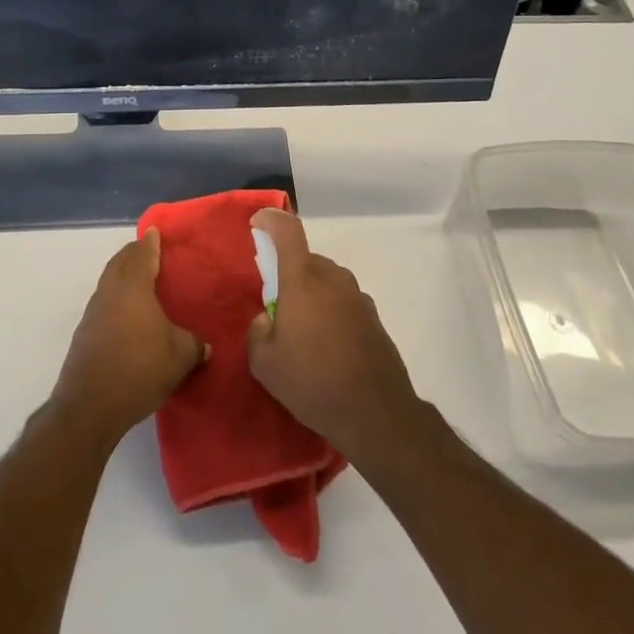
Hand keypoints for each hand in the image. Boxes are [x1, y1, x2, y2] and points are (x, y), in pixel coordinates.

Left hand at [52, 230, 207, 446]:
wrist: (90, 406)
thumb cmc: (139, 369)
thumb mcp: (180, 356)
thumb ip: (194, 344)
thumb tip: (205, 345)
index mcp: (133, 287)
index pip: (142, 254)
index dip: (151, 242)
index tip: (156, 232)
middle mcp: (109, 292)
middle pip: (119, 262)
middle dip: (133, 254)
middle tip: (150, 252)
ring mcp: (93, 313)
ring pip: (108, 282)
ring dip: (122, 276)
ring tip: (141, 283)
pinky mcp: (84, 334)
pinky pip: (103, 304)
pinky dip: (116, 300)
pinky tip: (128, 317)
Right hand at [246, 209, 421, 464]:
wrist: (375, 413)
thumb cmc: (312, 382)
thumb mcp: (264, 363)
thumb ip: (257, 330)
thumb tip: (268, 318)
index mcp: (303, 280)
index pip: (287, 230)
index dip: (270, 220)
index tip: (257, 225)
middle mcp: (332, 278)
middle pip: (305, 259)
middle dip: (288, 273)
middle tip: (276, 306)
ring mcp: (357, 296)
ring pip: (325, 280)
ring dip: (311, 294)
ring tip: (303, 333)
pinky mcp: (373, 316)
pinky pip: (342, 301)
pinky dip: (330, 312)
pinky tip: (327, 348)